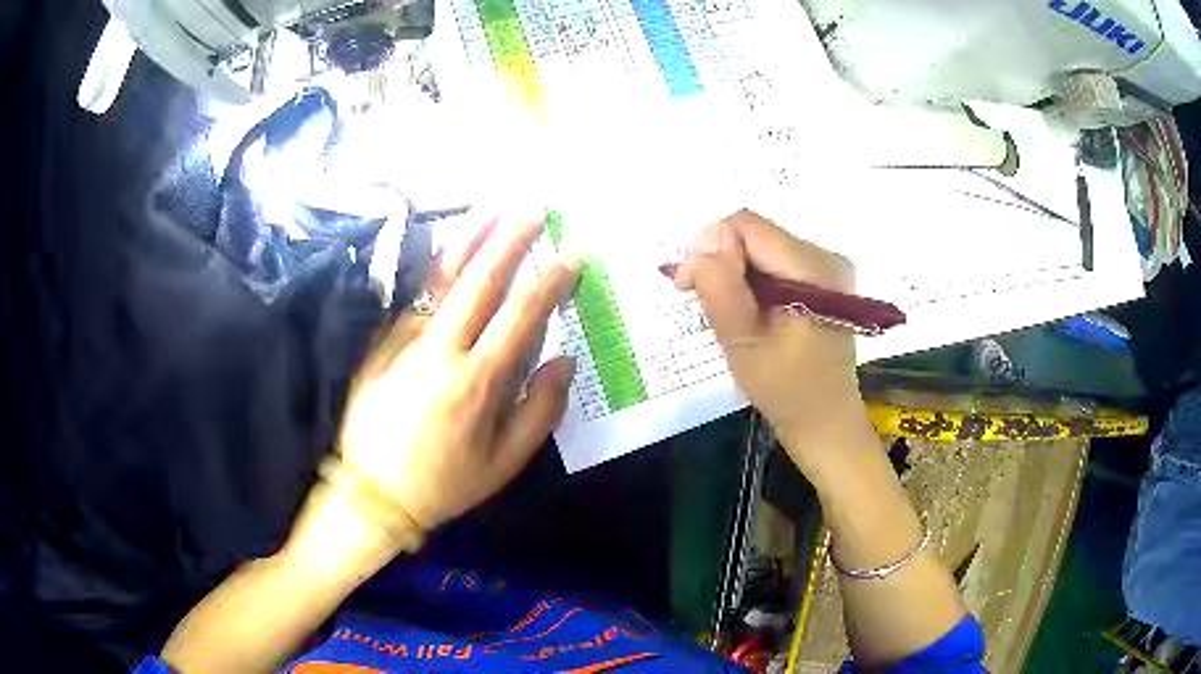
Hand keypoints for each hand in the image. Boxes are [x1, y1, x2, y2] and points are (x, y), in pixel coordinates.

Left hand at [336, 211, 579, 531]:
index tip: (572, 254)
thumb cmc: (446, 483)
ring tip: (491, 209)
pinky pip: (413, 299)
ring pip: (441, 280)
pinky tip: (448, 249)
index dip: (551, 281)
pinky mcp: (381, 345)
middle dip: (510, 241)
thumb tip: (564, 360)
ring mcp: (405, 343)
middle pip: (480, 283)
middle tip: (534, 208)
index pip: (522, 317)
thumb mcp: (505, 463)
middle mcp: (441, 352)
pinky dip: (435, 269)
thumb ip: (541, 411)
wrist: (373, 494)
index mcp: (477, 383)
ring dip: (468, 240)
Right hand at [673, 210, 870, 466]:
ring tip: (725, 312)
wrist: (825, 422)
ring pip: (762, 247)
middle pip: (756, 234)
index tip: (688, 285)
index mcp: (812, 268)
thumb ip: (720, 286)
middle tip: (700, 299)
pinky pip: (775, 263)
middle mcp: (825, 256)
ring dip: (734, 272)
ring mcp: (827, 268)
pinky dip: (752, 281)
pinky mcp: (823, 281)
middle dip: (721, 260)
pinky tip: (747, 310)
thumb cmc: (785, 390)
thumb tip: (702, 241)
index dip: (710, 246)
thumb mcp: (743, 341)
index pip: (747, 226)